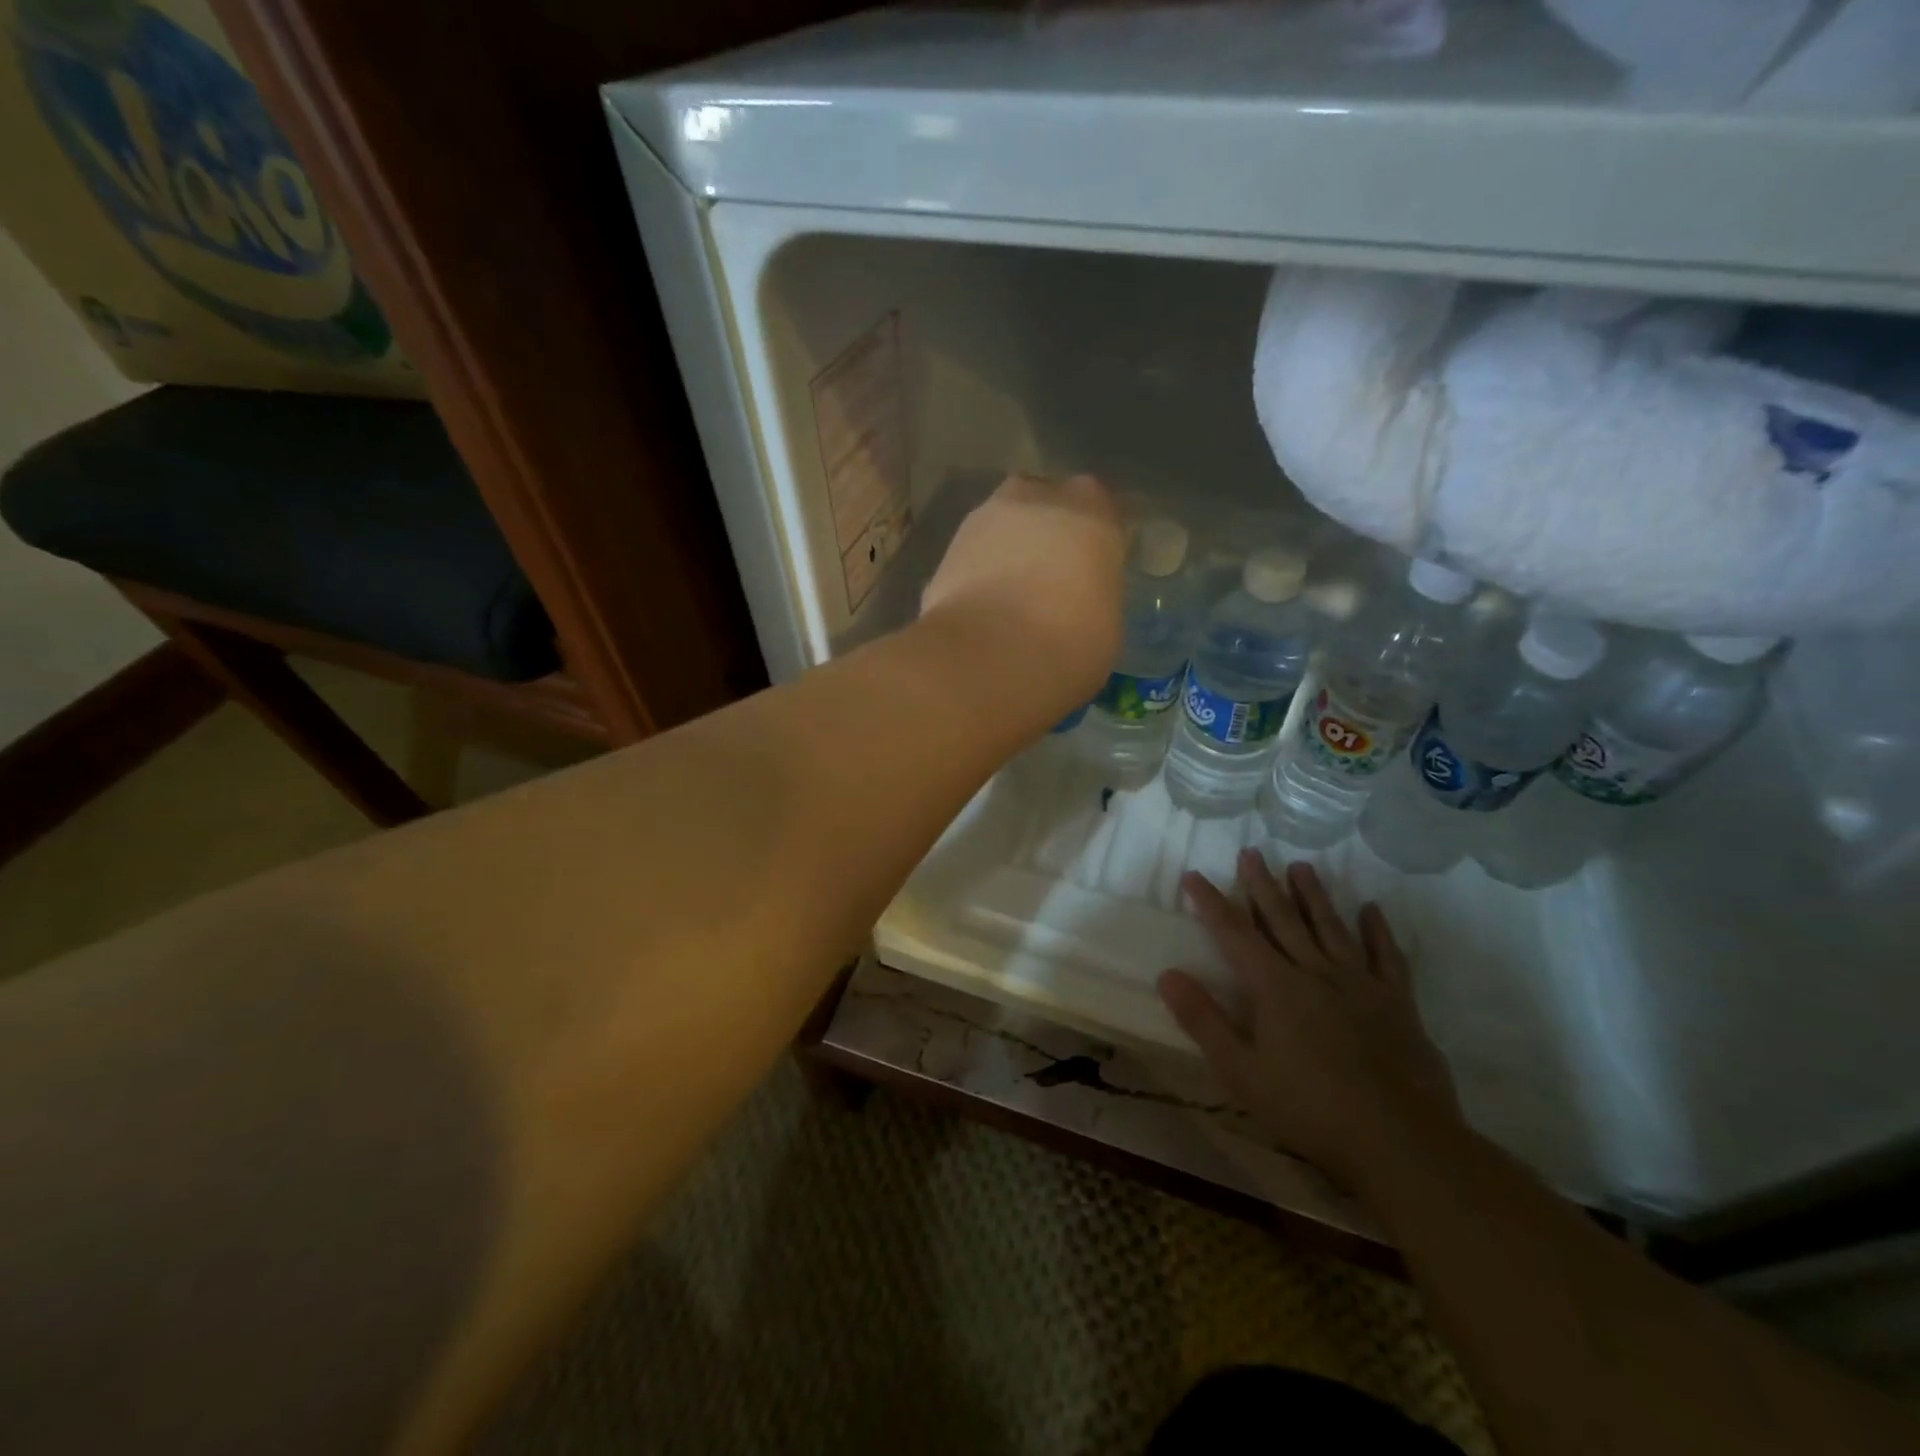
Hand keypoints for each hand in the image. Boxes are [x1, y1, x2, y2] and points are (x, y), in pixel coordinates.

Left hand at [920, 474, 1122, 709]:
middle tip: (1049, 580)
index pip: (1101, 510)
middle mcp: (1037, 498)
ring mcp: (983, 518)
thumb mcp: (1106, 625)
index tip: (1092, 570)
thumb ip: (1093, 594)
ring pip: (1002, 527)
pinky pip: (971, 557)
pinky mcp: (945, 549)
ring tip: (1010, 598)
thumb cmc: (1069, 643)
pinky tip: (980, 612)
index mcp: (1092, 511)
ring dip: (1006, 551)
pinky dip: (975, 576)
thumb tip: (1078, 600)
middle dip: (1045, 535)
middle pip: (1045, 505)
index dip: (1093, 541)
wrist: (988, 657)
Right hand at [1159, 851, 1461, 1192]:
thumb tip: (1167, 974)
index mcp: (1274, 986)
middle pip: (1283, 919)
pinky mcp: (1397, 1004)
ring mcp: (1360, 984)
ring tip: (1301, 866)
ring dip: (1313, 895)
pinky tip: (1371, 910)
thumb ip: (1203, 1020)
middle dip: (1262, 885)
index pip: (1234, 933)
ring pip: (1331, 927)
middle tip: (1251, 853)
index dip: (1211, 902)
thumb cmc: (1309, 1108)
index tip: (1194, 875)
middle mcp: (1315, 972)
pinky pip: (1387, 957)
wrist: (1400, 1142)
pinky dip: (1378, 931)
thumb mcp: (1240, 1071)